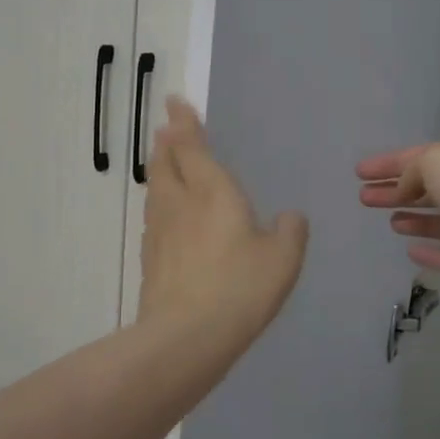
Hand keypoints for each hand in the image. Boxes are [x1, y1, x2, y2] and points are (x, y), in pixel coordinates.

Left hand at [140, 98, 308, 345]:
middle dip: (166, 142)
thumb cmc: (241, 287)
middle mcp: (180, 202)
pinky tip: (168, 217)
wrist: (187, 336)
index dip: (184, 122)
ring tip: (164, 164)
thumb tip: (289, 218)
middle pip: (164, 162)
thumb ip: (290, 231)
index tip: (174, 102)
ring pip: (155, 189)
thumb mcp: (283, 258)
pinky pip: (155, 217)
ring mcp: (160, 230)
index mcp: (212, 191)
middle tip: (167, 129)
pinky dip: (160, 204)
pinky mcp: (150, 258)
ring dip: (159, 170)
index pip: (192, 146)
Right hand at [356, 138, 439, 308]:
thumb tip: (404, 190)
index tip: (360, 173)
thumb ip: (413, 171)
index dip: (391, 162)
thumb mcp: (438, 161)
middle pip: (434, 188)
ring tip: (388, 220)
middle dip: (398, 190)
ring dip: (416, 218)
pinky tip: (410, 250)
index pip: (427, 155)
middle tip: (364, 197)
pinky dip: (433, 251)